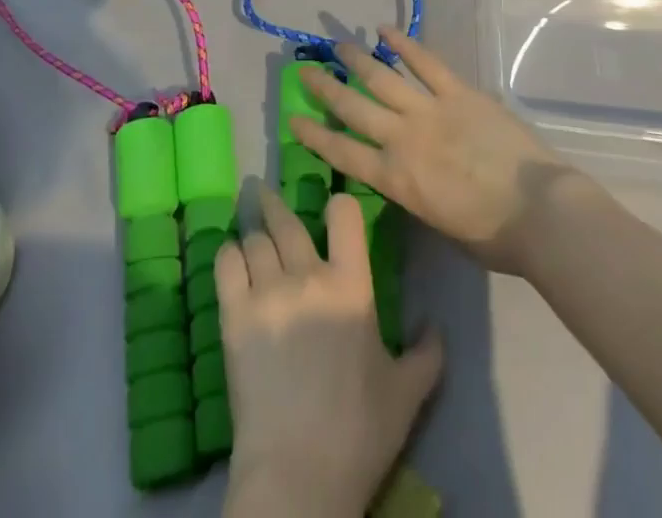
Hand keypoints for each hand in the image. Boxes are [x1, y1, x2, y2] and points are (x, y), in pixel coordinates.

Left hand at [218, 182, 442, 517]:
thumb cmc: (359, 432)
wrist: (298, 473)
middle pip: (286, 220)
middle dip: (274, 201)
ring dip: (251, 226)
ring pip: (255, 238)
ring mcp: (267, 292)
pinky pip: (226, 263)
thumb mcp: (407, 394)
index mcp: (350, 285)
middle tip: (262, 187)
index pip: (344, 215)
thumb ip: (426, 355)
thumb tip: (435, 325)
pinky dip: (228, 253)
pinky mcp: (234, 315)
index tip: (331, 204)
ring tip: (247, 217)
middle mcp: (306, 275)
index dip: (338, 204)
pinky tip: (231, 254)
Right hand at [293, 27, 577, 277]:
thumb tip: (411, 178)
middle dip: (326, 89)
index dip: (316, 136)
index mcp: (396, 179)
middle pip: (354, 108)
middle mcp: (403, 138)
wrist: (538, 210)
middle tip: (305, 71)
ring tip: (338, 45)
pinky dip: (405, 44)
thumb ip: (417, 197)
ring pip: (383, 79)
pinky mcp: (459, 92)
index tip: (294, 119)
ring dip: (358, 60)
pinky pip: (426, 63)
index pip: (343, 154)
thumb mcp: (440, 226)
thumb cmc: (493, 236)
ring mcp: (430, 110)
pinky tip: (386, 30)